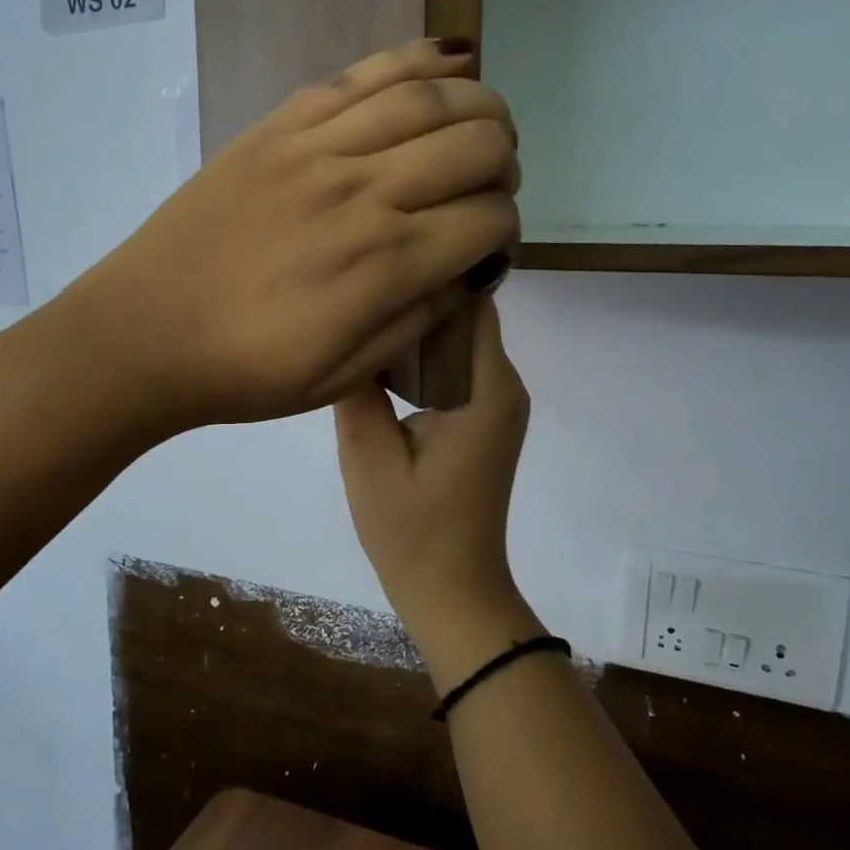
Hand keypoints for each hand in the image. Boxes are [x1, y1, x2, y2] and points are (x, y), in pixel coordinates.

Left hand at [67, 39, 519, 430]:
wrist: (144, 335)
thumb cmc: (246, 372)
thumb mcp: (344, 376)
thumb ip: (419, 318)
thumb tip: (473, 269)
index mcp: (385, 263)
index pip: (487, 219)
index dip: (505, 230)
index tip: (490, 246)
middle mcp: (363, 192)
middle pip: (475, 144)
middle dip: (504, 164)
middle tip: (490, 188)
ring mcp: (317, 148)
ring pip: (429, 96)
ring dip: (479, 104)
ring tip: (484, 124)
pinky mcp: (278, 126)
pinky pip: (361, 75)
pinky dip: (416, 60)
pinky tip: (449, 59)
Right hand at [334, 298, 529, 626]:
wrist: (450, 590)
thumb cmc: (412, 528)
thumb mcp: (368, 455)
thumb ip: (355, 388)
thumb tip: (344, 327)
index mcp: (490, 388)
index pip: (471, 303)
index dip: (430, 275)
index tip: (380, 259)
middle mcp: (504, 388)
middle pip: (464, 319)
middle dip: (416, 299)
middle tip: (356, 286)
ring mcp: (495, 407)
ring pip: (455, 345)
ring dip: (415, 332)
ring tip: (360, 316)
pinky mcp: (481, 424)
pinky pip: (452, 372)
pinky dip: (420, 361)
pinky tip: (378, 363)